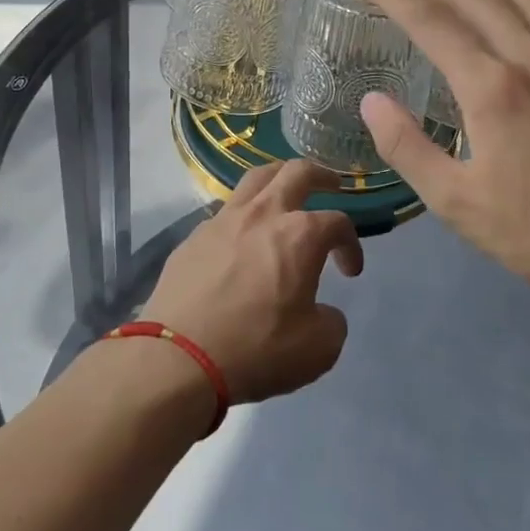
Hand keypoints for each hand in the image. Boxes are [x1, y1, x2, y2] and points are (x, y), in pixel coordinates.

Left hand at [142, 160, 362, 402]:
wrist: (178, 358)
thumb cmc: (256, 349)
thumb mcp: (319, 348)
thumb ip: (331, 321)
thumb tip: (321, 312)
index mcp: (300, 235)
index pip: (338, 223)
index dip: (351, 244)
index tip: (350, 272)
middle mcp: (262, 215)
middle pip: (296, 172)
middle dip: (321, 175)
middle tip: (331, 185)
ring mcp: (222, 221)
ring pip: (255, 180)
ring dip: (278, 180)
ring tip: (285, 193)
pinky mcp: (192, 238)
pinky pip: (225, 212)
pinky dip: (243, 215)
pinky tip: (242, 239)